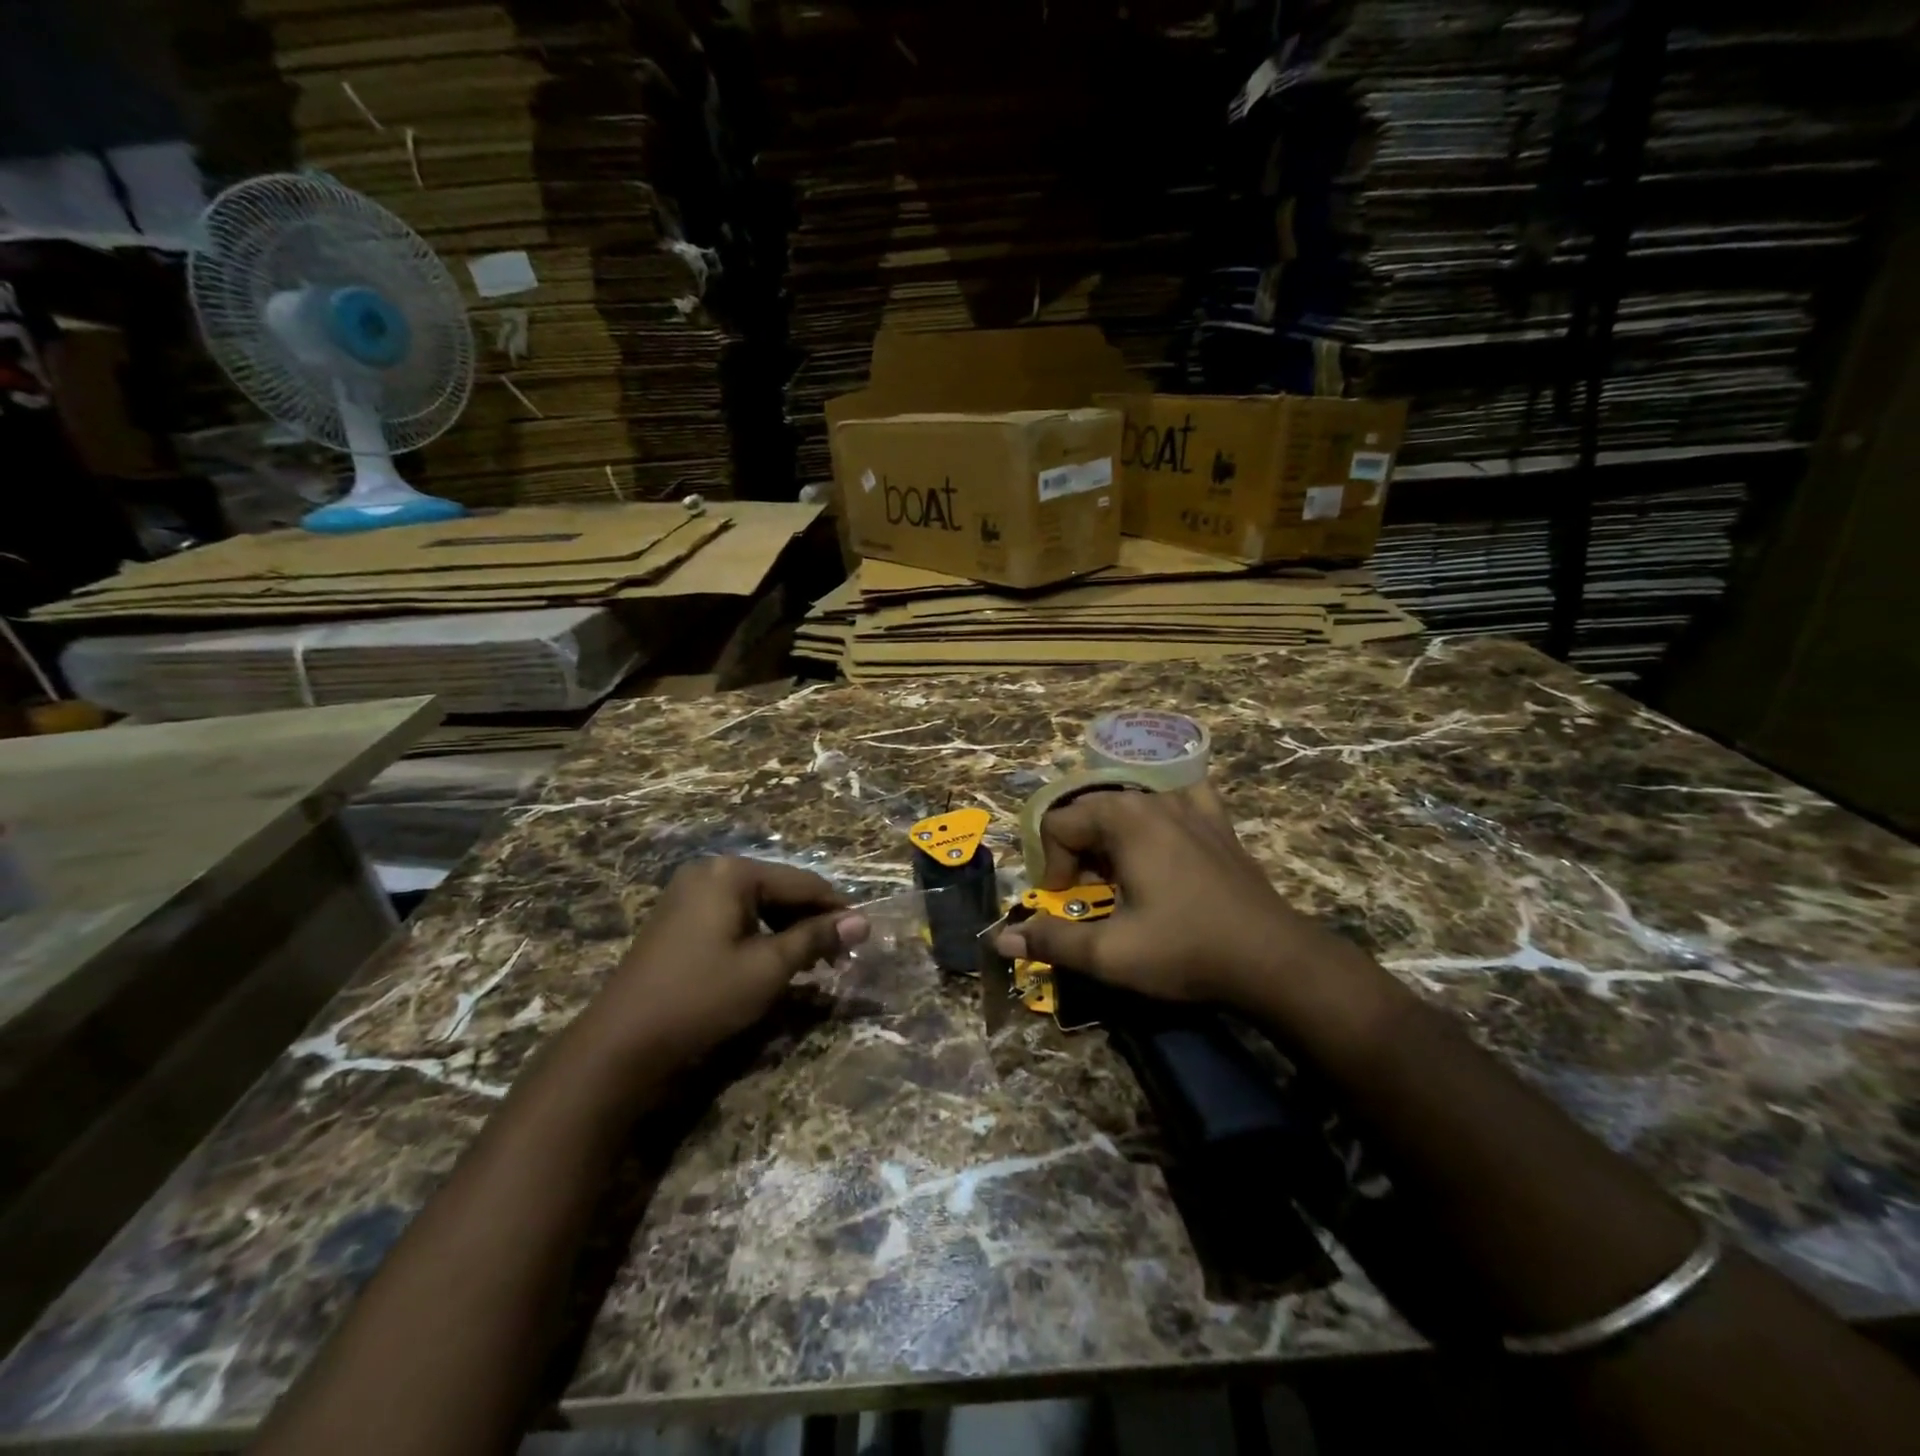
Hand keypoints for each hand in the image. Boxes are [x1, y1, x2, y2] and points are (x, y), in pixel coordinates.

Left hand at [578, 857, 868, 1072]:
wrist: (622, 1043)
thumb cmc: (702, 997)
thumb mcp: (768, 968)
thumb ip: (816, 938)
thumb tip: (863, 921)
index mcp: (731, 873)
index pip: (802, 882)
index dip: (836, 909)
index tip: (864, 936)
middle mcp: (710, 872)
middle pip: (779, 889)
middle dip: (811, 922)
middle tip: (839, 957)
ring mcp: (690, 894)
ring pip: (758, 904)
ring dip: (788, 930)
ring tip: (812, 963)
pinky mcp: (679, 919)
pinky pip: (734, 916)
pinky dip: (760, 936)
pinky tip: (774, 961)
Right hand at [993, 785, 1392, 1031]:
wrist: (1272, 959)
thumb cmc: (1185, 950)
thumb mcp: (1109, 954)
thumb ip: (1052, 941)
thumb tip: (1001, 938)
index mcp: (1123, 819)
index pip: (1059, 824)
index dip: (1051, 865)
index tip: (1066, 903)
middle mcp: (1153, 799)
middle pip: (1090, 810)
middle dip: (1076, 850)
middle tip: (1088, 893)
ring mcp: (1191, 806)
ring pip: (1129, 805)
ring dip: (1111, 837)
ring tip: (1121, 876)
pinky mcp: (1218, 822)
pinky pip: (1177, 801)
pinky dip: (1159, 816)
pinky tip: (1165, 839)